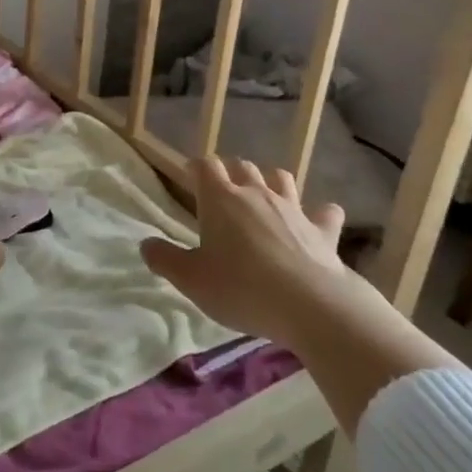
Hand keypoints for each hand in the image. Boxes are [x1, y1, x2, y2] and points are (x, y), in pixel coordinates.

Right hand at [140, 156, 388, 348]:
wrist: (311, 305)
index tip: (189, 177)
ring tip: (263, 196)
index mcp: (220, 200)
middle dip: (230, 172)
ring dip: (270, 181)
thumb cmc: (241, 288)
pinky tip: (317, 222)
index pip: (205, 166)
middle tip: (222, 192)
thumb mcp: (191, 280)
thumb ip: (165, 259)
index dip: (195, 168)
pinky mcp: (323, 230)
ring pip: (281, 178)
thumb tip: (146, 244)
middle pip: (242, 166)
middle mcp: (257, 194)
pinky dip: (319, 214)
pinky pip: (325, 212)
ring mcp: (294, 209)